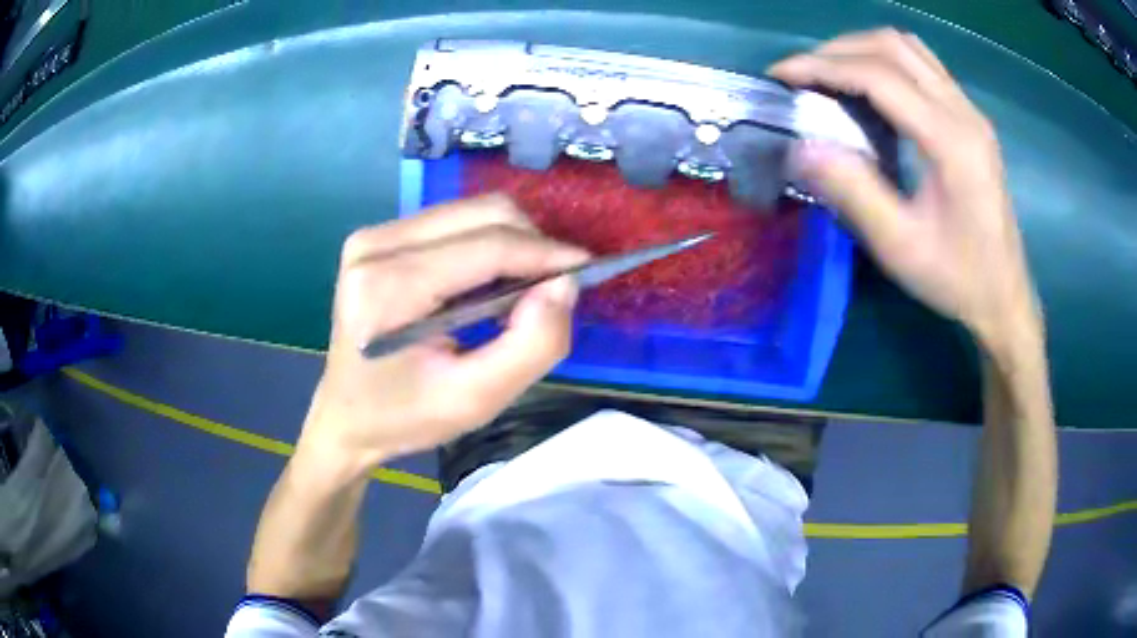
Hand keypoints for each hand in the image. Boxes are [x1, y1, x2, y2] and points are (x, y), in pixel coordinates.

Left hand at [296, 194, 588, 474]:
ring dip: (510, 243)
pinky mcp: (378, 238)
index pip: (488, 245)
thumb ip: (531, 344)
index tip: (588, 269)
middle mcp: (376, 244)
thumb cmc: (405, 416)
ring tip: (521, 291)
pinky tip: (487, 283)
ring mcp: (373, 236)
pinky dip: (485, 245)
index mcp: (390, 286)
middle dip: (531, 244)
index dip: (546, 253)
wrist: (345, 417)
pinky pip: (452, 223)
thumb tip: (564, 284)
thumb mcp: (476, 400)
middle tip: (552, 289)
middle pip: (482, 213)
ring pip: (471, 212)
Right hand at [768, 29, 1041, 351]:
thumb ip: (852, 192)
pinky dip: (887, 62)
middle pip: (893, 46)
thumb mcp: (901, 246)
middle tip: (803, 75)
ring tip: (830, 74)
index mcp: (950, 141)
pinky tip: (871, 88)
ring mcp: (971, 112)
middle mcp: (964, 112)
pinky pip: (923, 66)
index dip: (823, 66)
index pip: (879, 76)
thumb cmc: (958, 279)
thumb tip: (800, 146)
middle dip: (838, 50)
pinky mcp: (971, 119)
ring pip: (909, 49)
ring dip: (863, 49)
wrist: (1005, 297)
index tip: (781, 75)